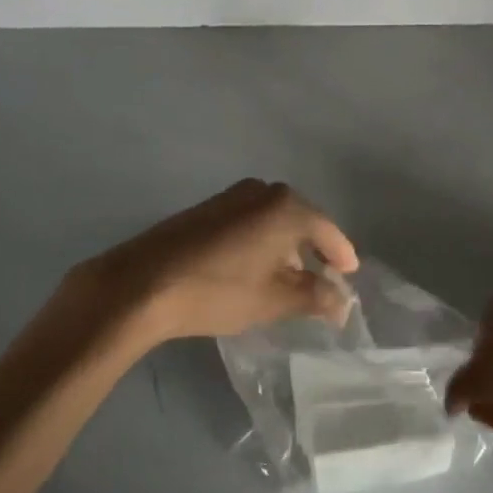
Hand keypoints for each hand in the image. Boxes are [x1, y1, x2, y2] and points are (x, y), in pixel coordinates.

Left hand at [64, 179, 360, 347]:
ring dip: (285, 246)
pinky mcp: (207, 207)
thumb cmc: (218, 290)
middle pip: (301, 220)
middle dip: (313, 249)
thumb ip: (314, 297)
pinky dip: (261, 241)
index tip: (349, 275)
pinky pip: (250, 220)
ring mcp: (232, 195)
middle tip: (322, 279)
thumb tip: (342, 301)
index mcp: (285, 206)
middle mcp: (262, 191)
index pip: (328, 230)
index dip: (341, 254)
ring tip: (288, 279)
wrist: (142, 283)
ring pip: (273, 219)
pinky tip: (254, 268)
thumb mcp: (273, 300)